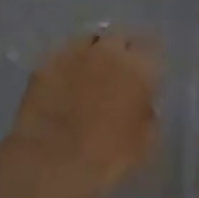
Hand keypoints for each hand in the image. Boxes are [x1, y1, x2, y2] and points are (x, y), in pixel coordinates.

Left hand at [7, 32, 159, 197]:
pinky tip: (64, 81)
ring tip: (90, 71)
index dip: (149, 60)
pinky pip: (63, 55)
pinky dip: (68, 64)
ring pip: (89, 39)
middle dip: (122, 49)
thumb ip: (148, 115)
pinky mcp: (47, 60)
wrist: (52, 161)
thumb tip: (143, 103)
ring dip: (94, 52)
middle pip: (120, 36)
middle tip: (119, 70)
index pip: (152, 47)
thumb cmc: (107, 158)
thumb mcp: (144, 144)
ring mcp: (74, 51)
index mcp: (137, 67)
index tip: (147, 73)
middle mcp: (107, 49)